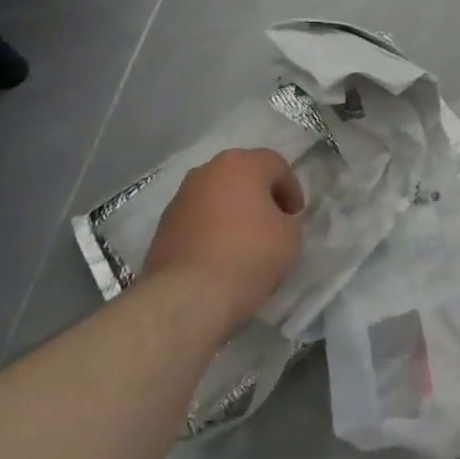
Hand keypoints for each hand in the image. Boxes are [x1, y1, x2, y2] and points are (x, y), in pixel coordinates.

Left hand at [142, 148, 303, 334]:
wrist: (189, 295)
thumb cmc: (249, 254)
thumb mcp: (290, 236)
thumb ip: (287, 219)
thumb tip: (276, 221)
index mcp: (241, 163)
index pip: (276, 166)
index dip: (291, 190)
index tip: (296, 216)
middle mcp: (207, 171)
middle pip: (242, 176)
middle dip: (259, 196)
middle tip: (273, 222)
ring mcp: (180, 197)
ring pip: (217, 196)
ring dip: (232, 211)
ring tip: (244, 241)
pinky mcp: (163, 226)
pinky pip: (197, 219)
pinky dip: (211, 229)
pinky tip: (219, 254)